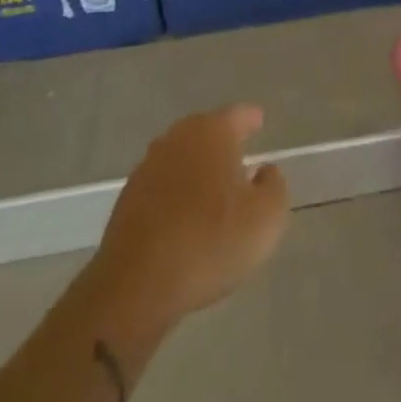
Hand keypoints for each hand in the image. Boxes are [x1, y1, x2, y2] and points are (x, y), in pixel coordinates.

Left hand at [91, 105, 289, 332]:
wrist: (137, 286)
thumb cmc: (212, 241)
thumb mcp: (267, 217)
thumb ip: (273, 185)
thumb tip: (263, 171)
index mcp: (213, 132)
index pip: (238, 115)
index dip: (252, 119)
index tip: (259, 122)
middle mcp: (177, 139)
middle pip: (205, 131)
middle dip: (222, 141)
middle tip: (239, 157)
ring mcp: (147, 168)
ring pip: (181, 158)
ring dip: (197, 168)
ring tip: (213, 190)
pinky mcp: (126, 200)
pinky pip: (161, 186)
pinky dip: (175, 194)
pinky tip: (185, 217)